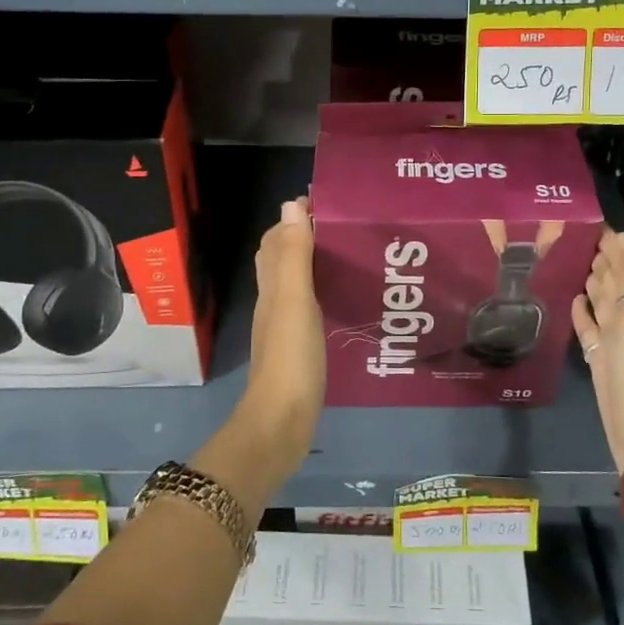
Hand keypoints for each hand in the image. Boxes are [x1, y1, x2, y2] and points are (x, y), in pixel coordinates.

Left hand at [237, 197, 325, 480]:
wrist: (282, 422)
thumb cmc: (291, 357)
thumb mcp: (295, 300)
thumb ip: (294, 255)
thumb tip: (290, 205)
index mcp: (272, 286)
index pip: (276, 240)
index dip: (295, 218)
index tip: (327, 202)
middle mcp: (274, 302)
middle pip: (282, 259)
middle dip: (305, 236)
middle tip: (344, 227)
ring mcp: (284, 327)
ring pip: (295, 283)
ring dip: (315, 264)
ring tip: (351, 256)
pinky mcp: (298, 349)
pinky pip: (309, 308)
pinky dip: (322, 293)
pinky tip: (344, 300)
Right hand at [571, 229, 623, 471]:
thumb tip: (622, 237)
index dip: (612, 243)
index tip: (587, 220)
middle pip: (614, 279)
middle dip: (598, 257)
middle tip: (570, 235)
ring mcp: (614, 337)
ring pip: (601, 300)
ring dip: (589, 281)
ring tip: (568, 259)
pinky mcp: (598, 356)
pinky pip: (588, 326)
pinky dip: (581, 311)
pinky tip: (571, 298)